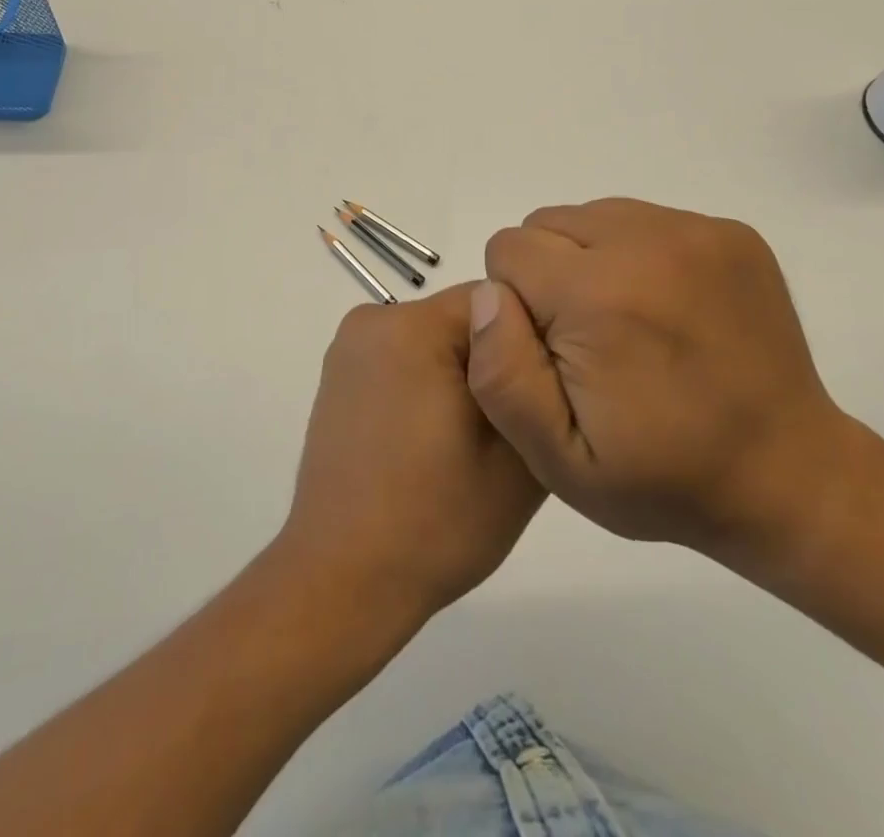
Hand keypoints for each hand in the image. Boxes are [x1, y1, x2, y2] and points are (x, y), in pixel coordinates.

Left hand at [275, 284, 545, 630]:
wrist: (344, 580)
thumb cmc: (436, 521)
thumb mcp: (517, 458)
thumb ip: (539, 390)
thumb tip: (545, 354)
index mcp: (412, 326)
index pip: (498, 302)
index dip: (531, 345)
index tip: (543, 394)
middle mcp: (372, 320)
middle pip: (464, 319)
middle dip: (495, 360)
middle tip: (514, 425)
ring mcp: (348, 349)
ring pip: (435, 341)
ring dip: (462, 375)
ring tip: (474, 441)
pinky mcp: (338, 378)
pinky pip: (404, 360)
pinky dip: (427, 386)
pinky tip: (435, 441)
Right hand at [468, 198, 855, 562]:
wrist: (789, 474)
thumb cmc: (663, 477)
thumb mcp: (559, 459)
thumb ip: (502, 375)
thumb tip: (487, 295)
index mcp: (598, 294)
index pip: (508, 250)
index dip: (516, 304)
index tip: (553, 351)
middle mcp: (646, 241)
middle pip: (547, 224)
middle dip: (549, 275)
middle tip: (588, 340)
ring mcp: (695, 230)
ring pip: (594, 215)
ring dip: (590, 259)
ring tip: (626, 323)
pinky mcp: (729, 231)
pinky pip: (644, 219)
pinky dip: (636, 255)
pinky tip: (665, 309)